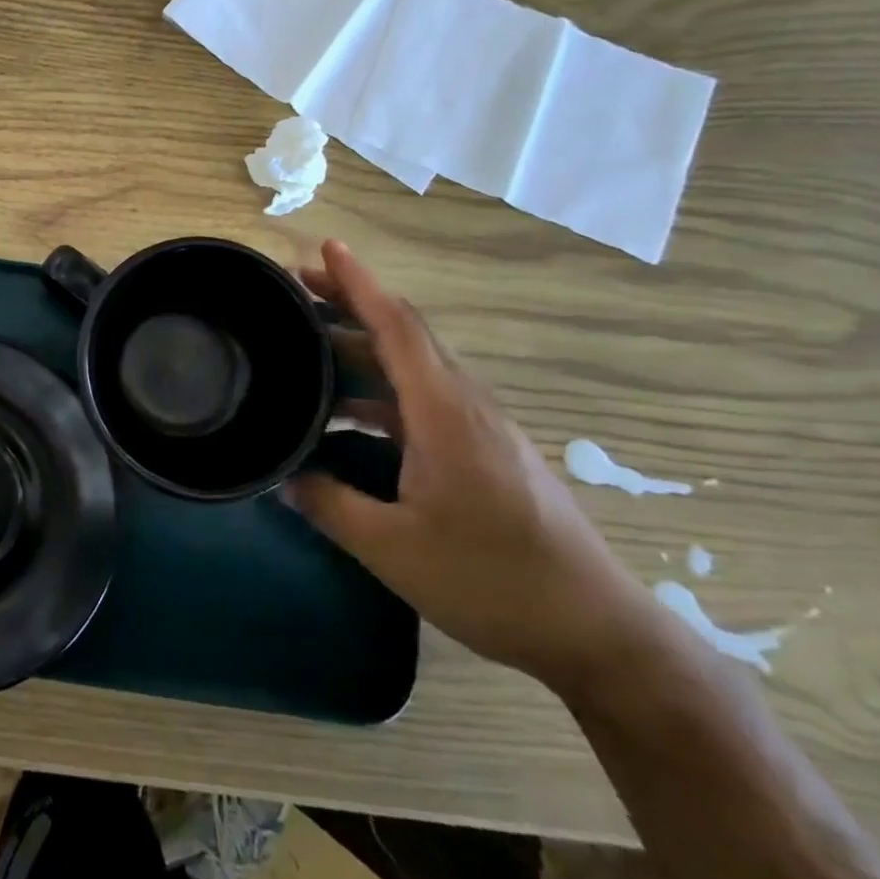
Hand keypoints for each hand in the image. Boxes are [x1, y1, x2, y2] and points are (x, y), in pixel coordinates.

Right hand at [287, 241, 658, 695]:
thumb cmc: (493, 580)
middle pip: (403, 334)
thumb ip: (330, 506)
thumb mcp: (392, 549)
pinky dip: (380, 390)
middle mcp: (464, 405)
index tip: (326, 246)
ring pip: (412, 367)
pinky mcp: (484, 452)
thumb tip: (282, 479)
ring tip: (310, 346)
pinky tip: (348, 415)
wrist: (597, 632)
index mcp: (444, 412)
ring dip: (363, 347)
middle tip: (297, 289)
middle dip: (351, 303)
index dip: (359, 282)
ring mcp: (479, 428)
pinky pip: (422, 399)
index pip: (397, 325)